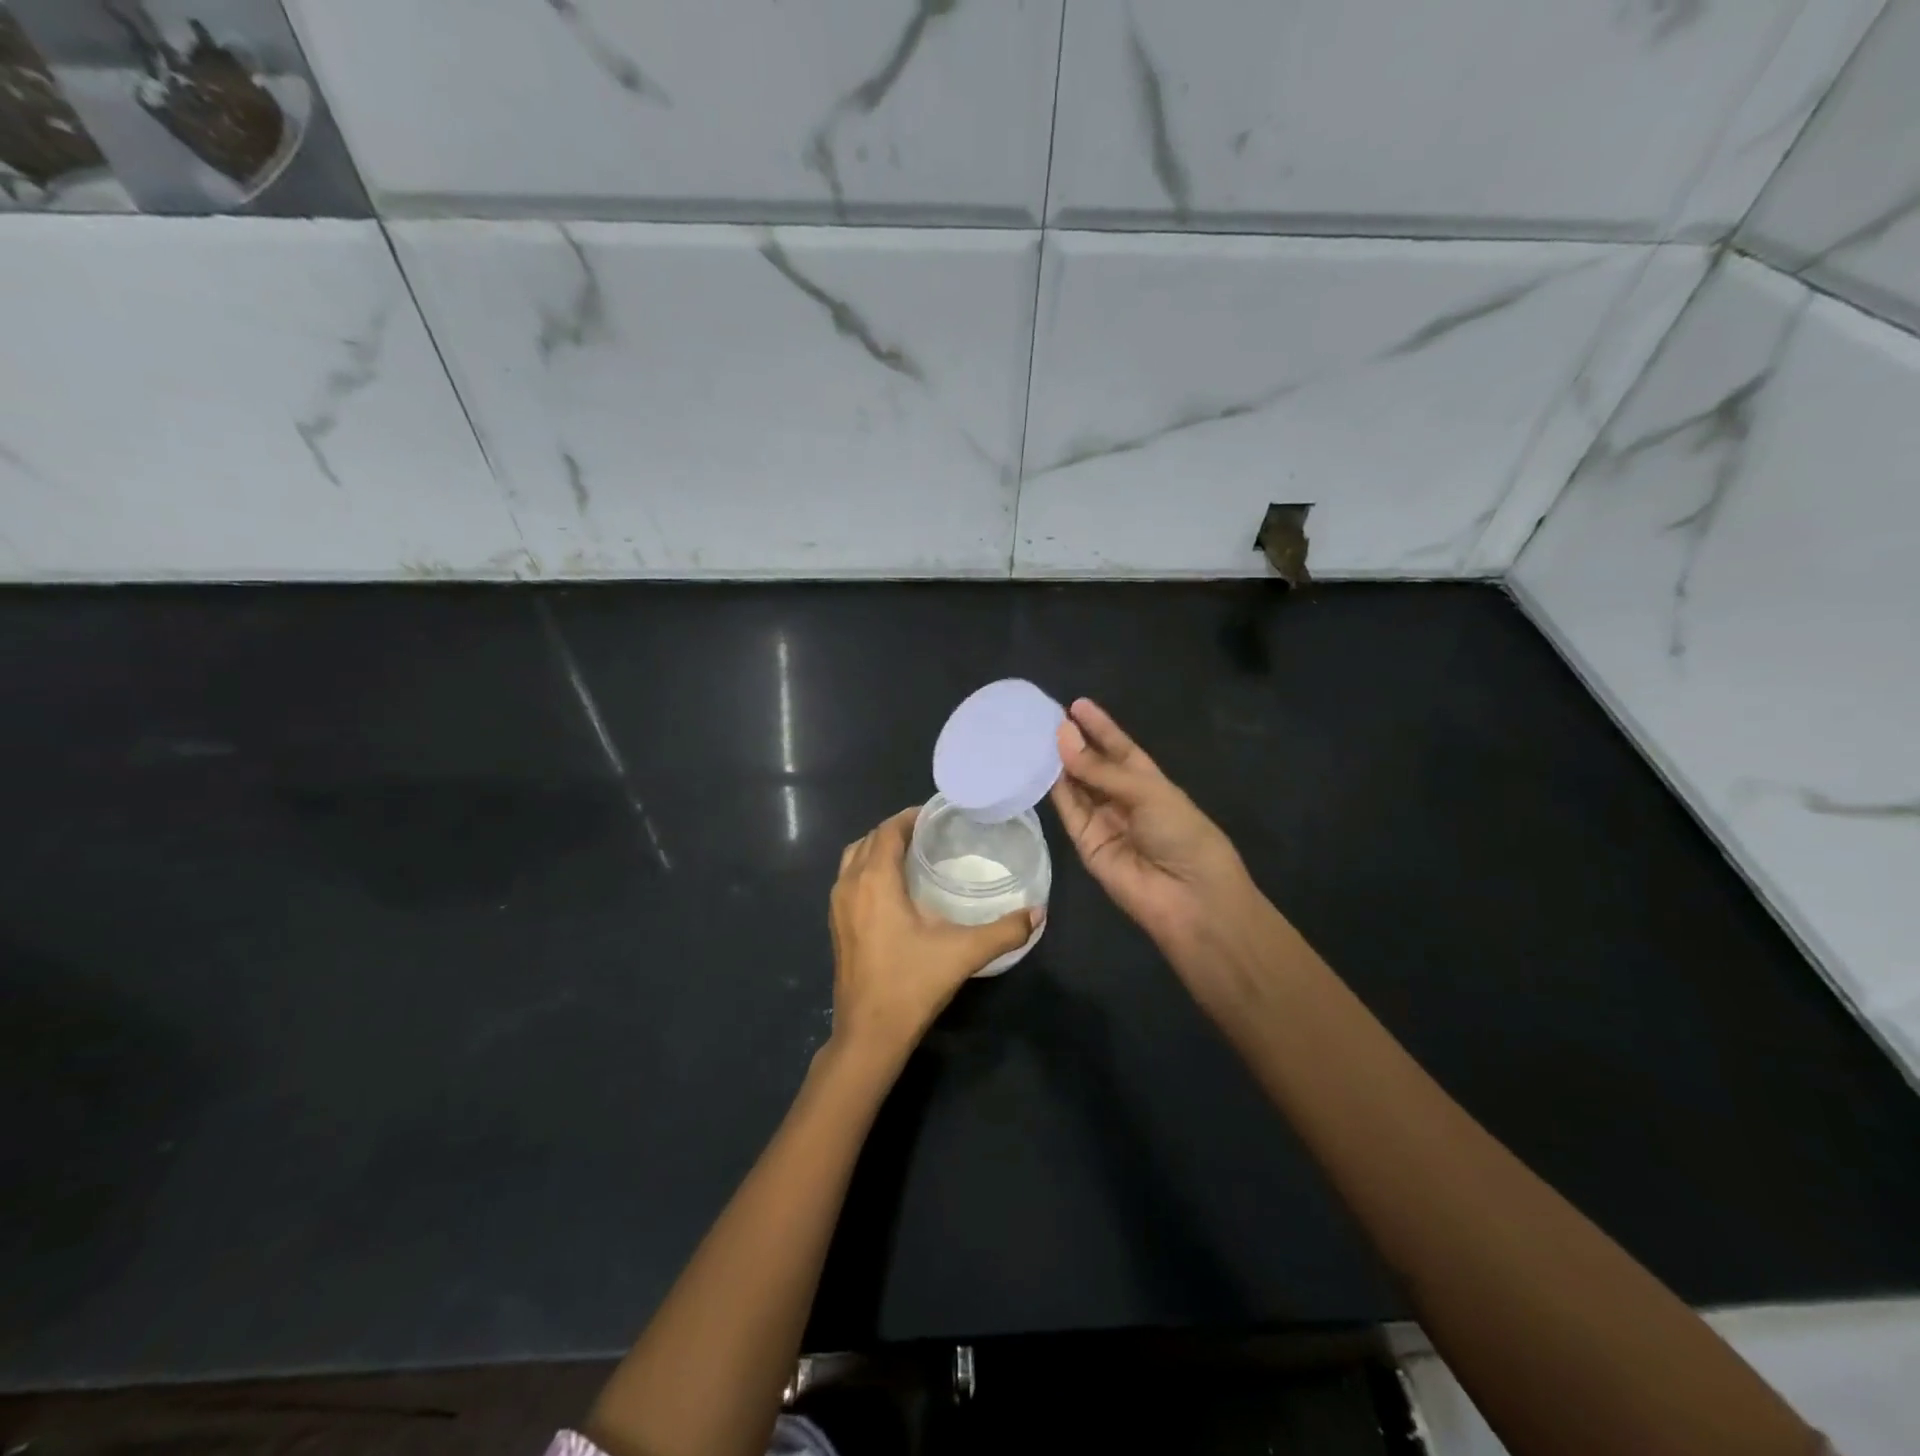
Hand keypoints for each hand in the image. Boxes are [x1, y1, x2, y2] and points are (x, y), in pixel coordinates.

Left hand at [827, 807, 1037, 1066]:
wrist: (868, 1034)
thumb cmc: (911, 985)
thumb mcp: (963, 954)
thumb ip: (1004, 931)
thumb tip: (1038, 913)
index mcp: (874, 881)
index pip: (888, 830)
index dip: (910, 817)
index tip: (938, 815)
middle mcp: (849, 885)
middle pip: (869, 840)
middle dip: (897, 830)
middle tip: (932, 833)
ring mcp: (837, 907)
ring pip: (854, 859)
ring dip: (879, 848)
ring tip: (913, 854)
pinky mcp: (836, 926)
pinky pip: (848, 879)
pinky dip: (868, 869)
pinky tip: (894, 888)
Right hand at [1050, 699, 1256, 956]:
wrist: (1188, 897)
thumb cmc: (1182, 834)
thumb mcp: (1147, 792)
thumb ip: (1100, 769)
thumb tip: (1062, 735)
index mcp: (1149, 782)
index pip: (1120, 748)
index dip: (1100, 727)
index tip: (1076, 704)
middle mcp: (1123, 799)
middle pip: (1093, 765)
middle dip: (1073, 742)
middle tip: (1042, 717)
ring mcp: (1102, 821)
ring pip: (1075, 785)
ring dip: (1057, 762)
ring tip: (1032, 735)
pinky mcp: (1084, 843)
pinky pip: (1066, 810)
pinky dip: (1051, 789)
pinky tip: (1035, 766)